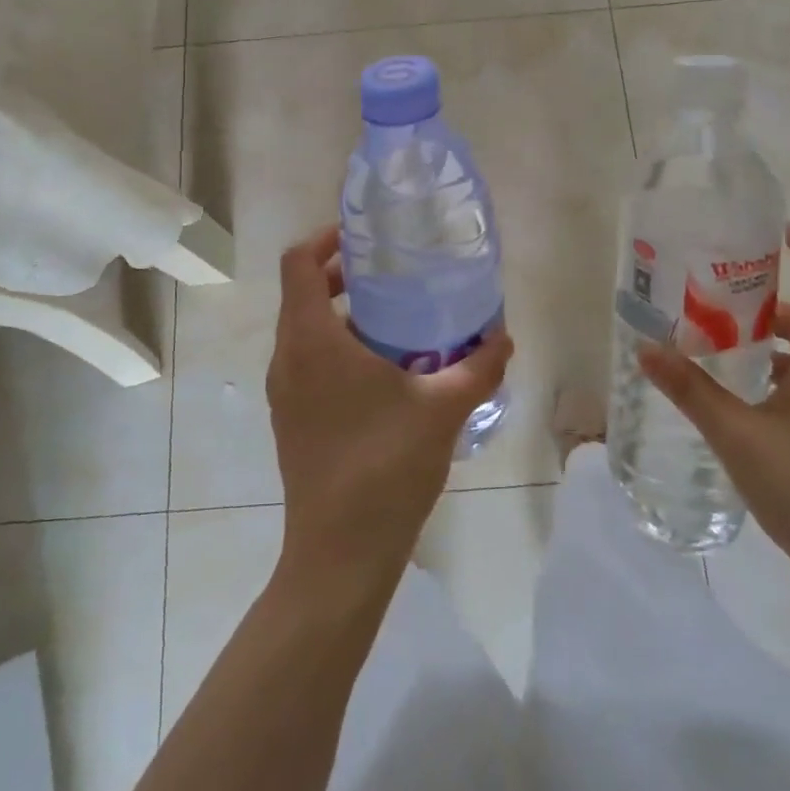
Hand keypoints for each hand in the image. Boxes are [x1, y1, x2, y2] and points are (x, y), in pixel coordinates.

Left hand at [267, 225, 513, 598]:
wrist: (339, 554)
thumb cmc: (385, 466)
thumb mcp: (442, 409)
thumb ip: (477, 367)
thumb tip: (505, 336)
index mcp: (312, 340)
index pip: (298, 263)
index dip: (324, 238)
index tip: (362, 236)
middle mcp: (287, 358)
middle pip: (301, 294)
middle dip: (340, 275)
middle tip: (389, 272)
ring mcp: (284, 392)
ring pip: (304, 331)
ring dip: (340, 314)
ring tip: (394, 318)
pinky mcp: (290, 419)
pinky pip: (307, 363)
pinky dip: (336, 348)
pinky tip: (383, 370)